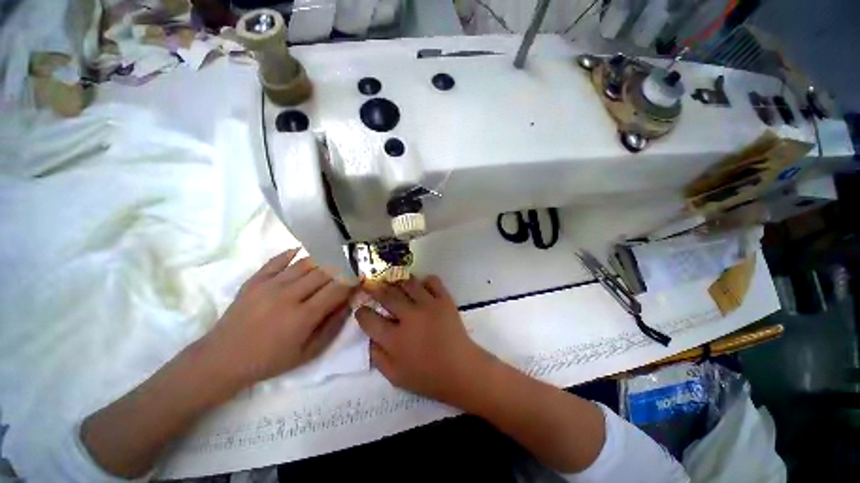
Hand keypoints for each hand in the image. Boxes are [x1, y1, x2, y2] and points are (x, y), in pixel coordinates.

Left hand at [201, 248, 353, 385]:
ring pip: (304, 263)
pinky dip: (291, 253)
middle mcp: (289, 296)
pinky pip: (277, 260)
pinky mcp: (254, 281)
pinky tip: (301, 251)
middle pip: (324, 272)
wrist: (222, 359)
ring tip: (332, 257)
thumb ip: (332, 326)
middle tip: (349, 265)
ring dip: (322, 259)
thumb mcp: (308, 352)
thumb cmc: (270, 360)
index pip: (336, 289)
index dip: (352, 280)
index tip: (360, 275)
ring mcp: (269, 285)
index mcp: (303, 316)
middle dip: (341, 267)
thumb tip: (348, 303)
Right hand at [355, 276, 495, 405]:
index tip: (362, 309)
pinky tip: (422, 287)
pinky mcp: (444, 300)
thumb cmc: (427, 377)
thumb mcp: (395, 376)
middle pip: (387, 295)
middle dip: (375, 288)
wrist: (461, 370)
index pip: (369, 319)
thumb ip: (377, 356)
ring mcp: (428, 305)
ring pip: (408, 283)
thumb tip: (370, 336)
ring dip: (399, 282)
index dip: (361, 312)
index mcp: (394, 339)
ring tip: (396, 283)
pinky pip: (432, 281)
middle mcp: (409, 317)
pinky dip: (425, 281)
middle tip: (371, 285)